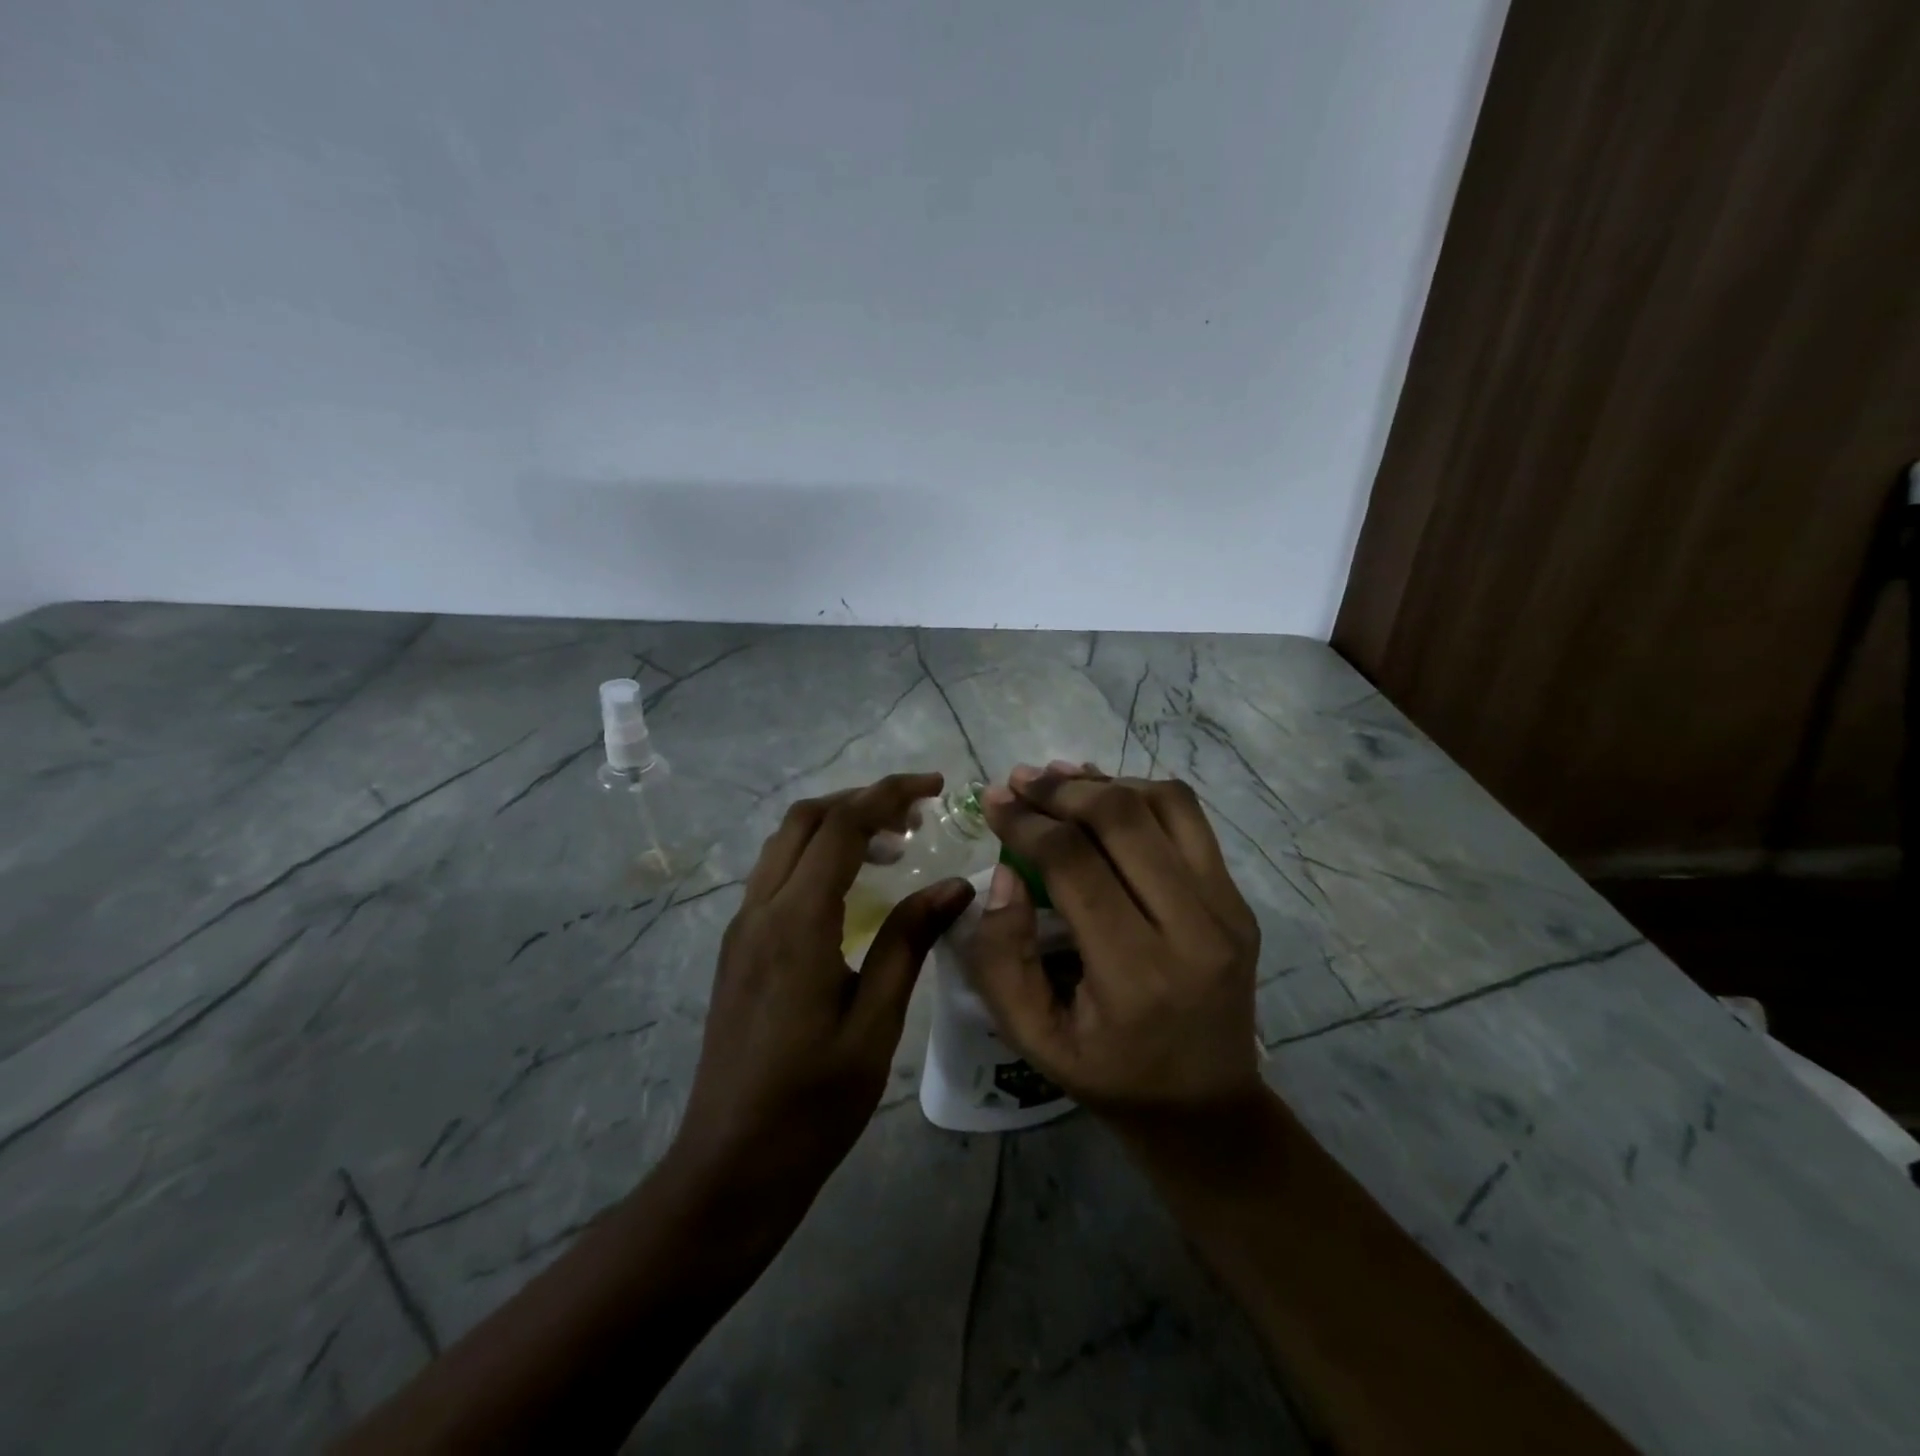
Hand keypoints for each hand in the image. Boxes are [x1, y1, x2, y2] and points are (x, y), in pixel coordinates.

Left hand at [673, 772, 974, 1214]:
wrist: (731, 1163)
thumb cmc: (813, 1101)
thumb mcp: (876, 1022)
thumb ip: (908, 942)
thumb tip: (954, 886)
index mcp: (795, 922)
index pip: (841, 826)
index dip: (889, 794)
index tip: (935, 787)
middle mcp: (760, 910)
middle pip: (805, 820)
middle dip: (862, 801)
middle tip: (917, 816)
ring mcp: (742, 929)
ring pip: (785, 845)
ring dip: (837, 827)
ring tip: (894, 846)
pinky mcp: (739, 949)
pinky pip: (777, 876)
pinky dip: (817, 858)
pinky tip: (853, 889)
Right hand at [967, 763, 1262, 1122]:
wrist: (1207, 1106)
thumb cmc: (1110, 1075)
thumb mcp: (1032, 1038)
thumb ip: (1001, 958)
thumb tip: (1004, 873)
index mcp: (1136, 975)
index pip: (1074, 864)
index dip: (1026, 824)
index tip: (993, 802)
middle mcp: (1192, 930)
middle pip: (1122, 819)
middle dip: (1061, 790)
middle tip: (1019, 781)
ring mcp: (1227, 909)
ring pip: (1165, 804)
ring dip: (1104, 782)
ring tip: (1058, 780)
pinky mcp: (1239, 900)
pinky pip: (1190, 820)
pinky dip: (1142, 795)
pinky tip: (1105, 798)